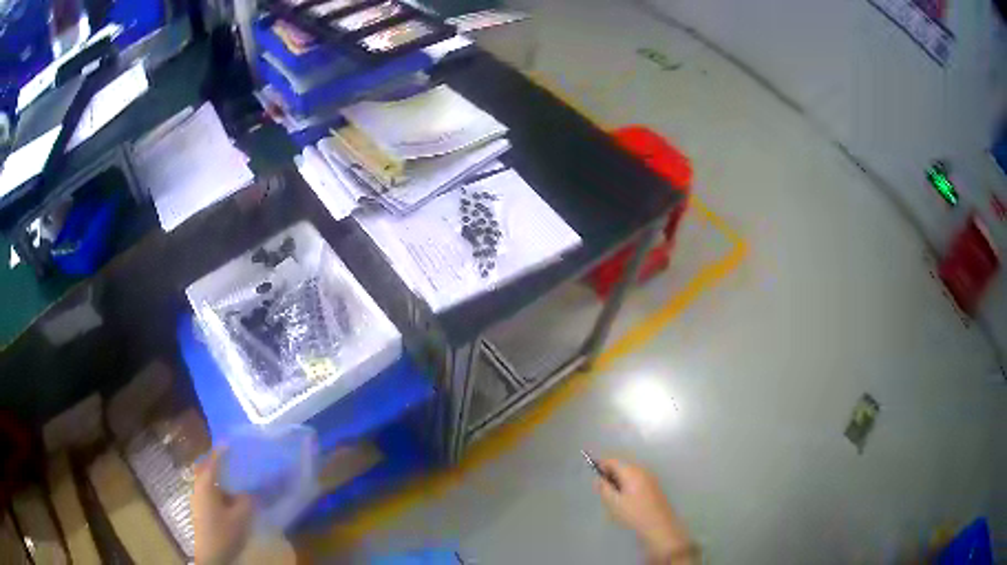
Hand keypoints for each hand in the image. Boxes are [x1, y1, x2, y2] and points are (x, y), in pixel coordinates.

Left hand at [193, 450, 254, 564]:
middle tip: (231, 457)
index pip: (213, 461)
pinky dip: (218, 487)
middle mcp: (199, 487)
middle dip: (217, 461)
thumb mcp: (241, 517)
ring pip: (207, 480)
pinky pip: (209, 490)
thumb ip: (248, 500)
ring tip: (234, 476)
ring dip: (218, 475)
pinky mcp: (201, 509)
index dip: (222, 450)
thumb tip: (254, 489)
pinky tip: (230, 496)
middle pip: (206, 468)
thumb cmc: (224, 532)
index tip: (231, 441)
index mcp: (206, 484)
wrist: (211, 555)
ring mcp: (198, 499)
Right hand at [595, 459, 695, 563]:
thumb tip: (598, 479)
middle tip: (603, 490)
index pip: (613, 461)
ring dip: (619, 480)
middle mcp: (642, 470)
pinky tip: (626, 500)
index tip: (594, 477)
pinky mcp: (654, 486)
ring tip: (614, 497)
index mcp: (631, 471)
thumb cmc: (634, 513)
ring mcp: (650, 477)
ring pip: (629, 473)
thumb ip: (604, 488)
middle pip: (622, 465)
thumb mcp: (613, 502)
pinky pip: (637, 479)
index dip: (601, 466)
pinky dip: (628, 484)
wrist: (659, 525)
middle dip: (610, 474)